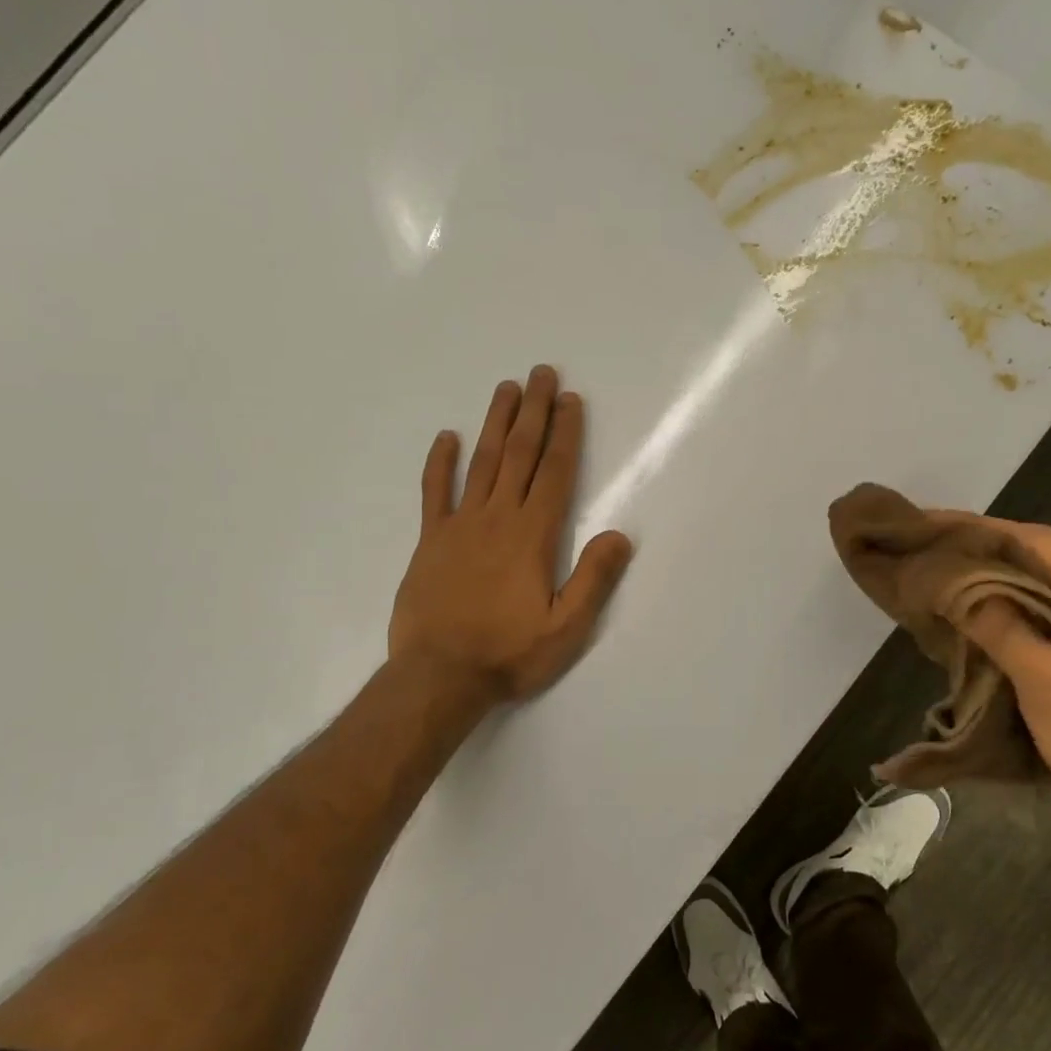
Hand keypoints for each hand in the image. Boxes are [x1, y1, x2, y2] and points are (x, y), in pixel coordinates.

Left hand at [389, 366, 633, 705]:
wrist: (439, 676)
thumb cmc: (508, 653)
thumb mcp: (566, 628)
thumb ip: (593, 579)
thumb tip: (619, 534)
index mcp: (532, 536)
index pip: (555, 473)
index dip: (565, 434)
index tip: (570, 400)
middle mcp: (497, 519)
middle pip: (519, 455)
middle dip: (533, 412)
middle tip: (540, 373)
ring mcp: (459, 526)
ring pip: (481, 463)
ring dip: (495, 423)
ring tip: (506, 388)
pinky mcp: (431, 541)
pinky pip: (435, 493)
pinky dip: (440, 463)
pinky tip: (446, 437)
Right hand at [950, 520, 1050, 812]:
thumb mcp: (1047, 683)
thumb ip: (999, 626)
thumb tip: (951, 583)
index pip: (1042, 544)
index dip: (982, 530)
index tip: (930, 522)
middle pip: (1043, 557)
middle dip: (983, 549)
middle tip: (926, 542)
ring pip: (1044, 581)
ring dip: (994, 575)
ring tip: (939, 564)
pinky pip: (1049, 608)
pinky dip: (1010, 602)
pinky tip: (973, 601)